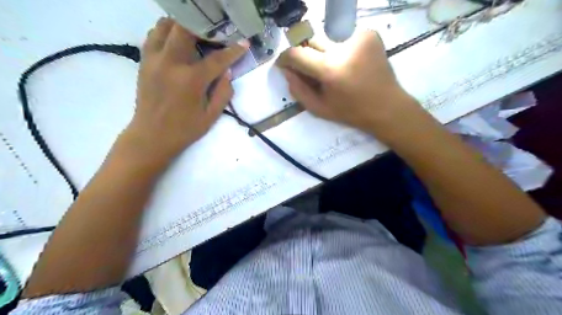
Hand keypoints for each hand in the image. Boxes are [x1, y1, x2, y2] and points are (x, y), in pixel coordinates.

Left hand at [124, 18, 247, 164]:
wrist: (151, 136)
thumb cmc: (185, 129)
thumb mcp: (211, 115)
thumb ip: (223, 92)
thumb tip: (227, 72)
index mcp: (191, 80)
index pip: (217, 59)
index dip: (233, 51)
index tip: (244, 43)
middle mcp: (171, 63)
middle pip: (185, 29)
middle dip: (203, 28)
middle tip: (214, 35)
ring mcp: (154, 60)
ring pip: (165, 26)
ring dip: (182, 27)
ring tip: (195, 36)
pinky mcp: (144, 62)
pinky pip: (153, 36)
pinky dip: (166, 34)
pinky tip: (177, 44)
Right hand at [275, 30, 423, 141]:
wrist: (386, 106)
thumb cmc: (351, 112)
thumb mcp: (319, 108)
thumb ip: (297, 89)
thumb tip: (286, 70)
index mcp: (330, 69)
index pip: (296, 53)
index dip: (285, 58)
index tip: (283, 64)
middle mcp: (343, 47)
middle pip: (310, 41)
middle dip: (305, 54)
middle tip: (311, 70)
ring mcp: (358, 36)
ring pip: (326, 38)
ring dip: (322, 52)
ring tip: (333, 68)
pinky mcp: (369, 33)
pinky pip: (342, 37)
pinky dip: (339, 48)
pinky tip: (348, 63)